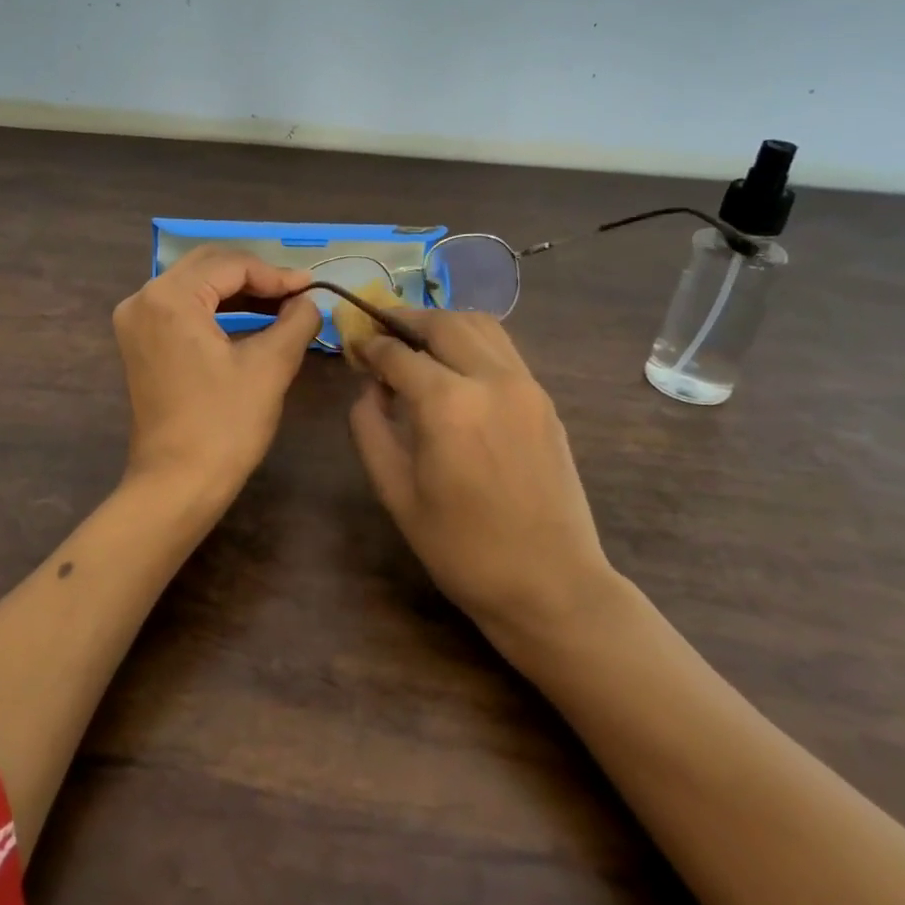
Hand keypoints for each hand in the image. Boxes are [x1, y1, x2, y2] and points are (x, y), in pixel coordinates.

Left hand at [112, 247, 321, 511]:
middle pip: (208, 266)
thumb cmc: (224, 425)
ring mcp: (135, 321)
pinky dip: (216, 310)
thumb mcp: (270, 367)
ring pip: (194, 285)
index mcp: (169, 297)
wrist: (176, 484)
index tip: (312, 287)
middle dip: (255, 276)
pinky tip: (250, 320)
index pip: (230, 264)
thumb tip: (308, 300)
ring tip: (282, 305)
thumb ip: (296, 321)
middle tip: (297, 293)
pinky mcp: (139, 342)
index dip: (275, 274)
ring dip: (237, 291)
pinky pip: (181, 308)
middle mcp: (143, 299)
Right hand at [349, 311, 617, 637]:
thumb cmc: (461, 548)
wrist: (551, 584)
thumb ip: (370, 428)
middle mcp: (490, 378)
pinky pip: (503, 348)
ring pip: (479, 325)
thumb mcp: (395, 492)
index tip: (353, 345)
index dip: (369, 345)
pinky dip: (472, 341)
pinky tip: (455, 366)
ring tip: (417, 343)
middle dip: (405, 320)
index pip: (397, 353)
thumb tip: (369, 388)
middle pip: (442, 322)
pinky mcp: (544, 399)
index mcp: (447, 404)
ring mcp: (525, 385)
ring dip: (442, 324)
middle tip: (381, 333)